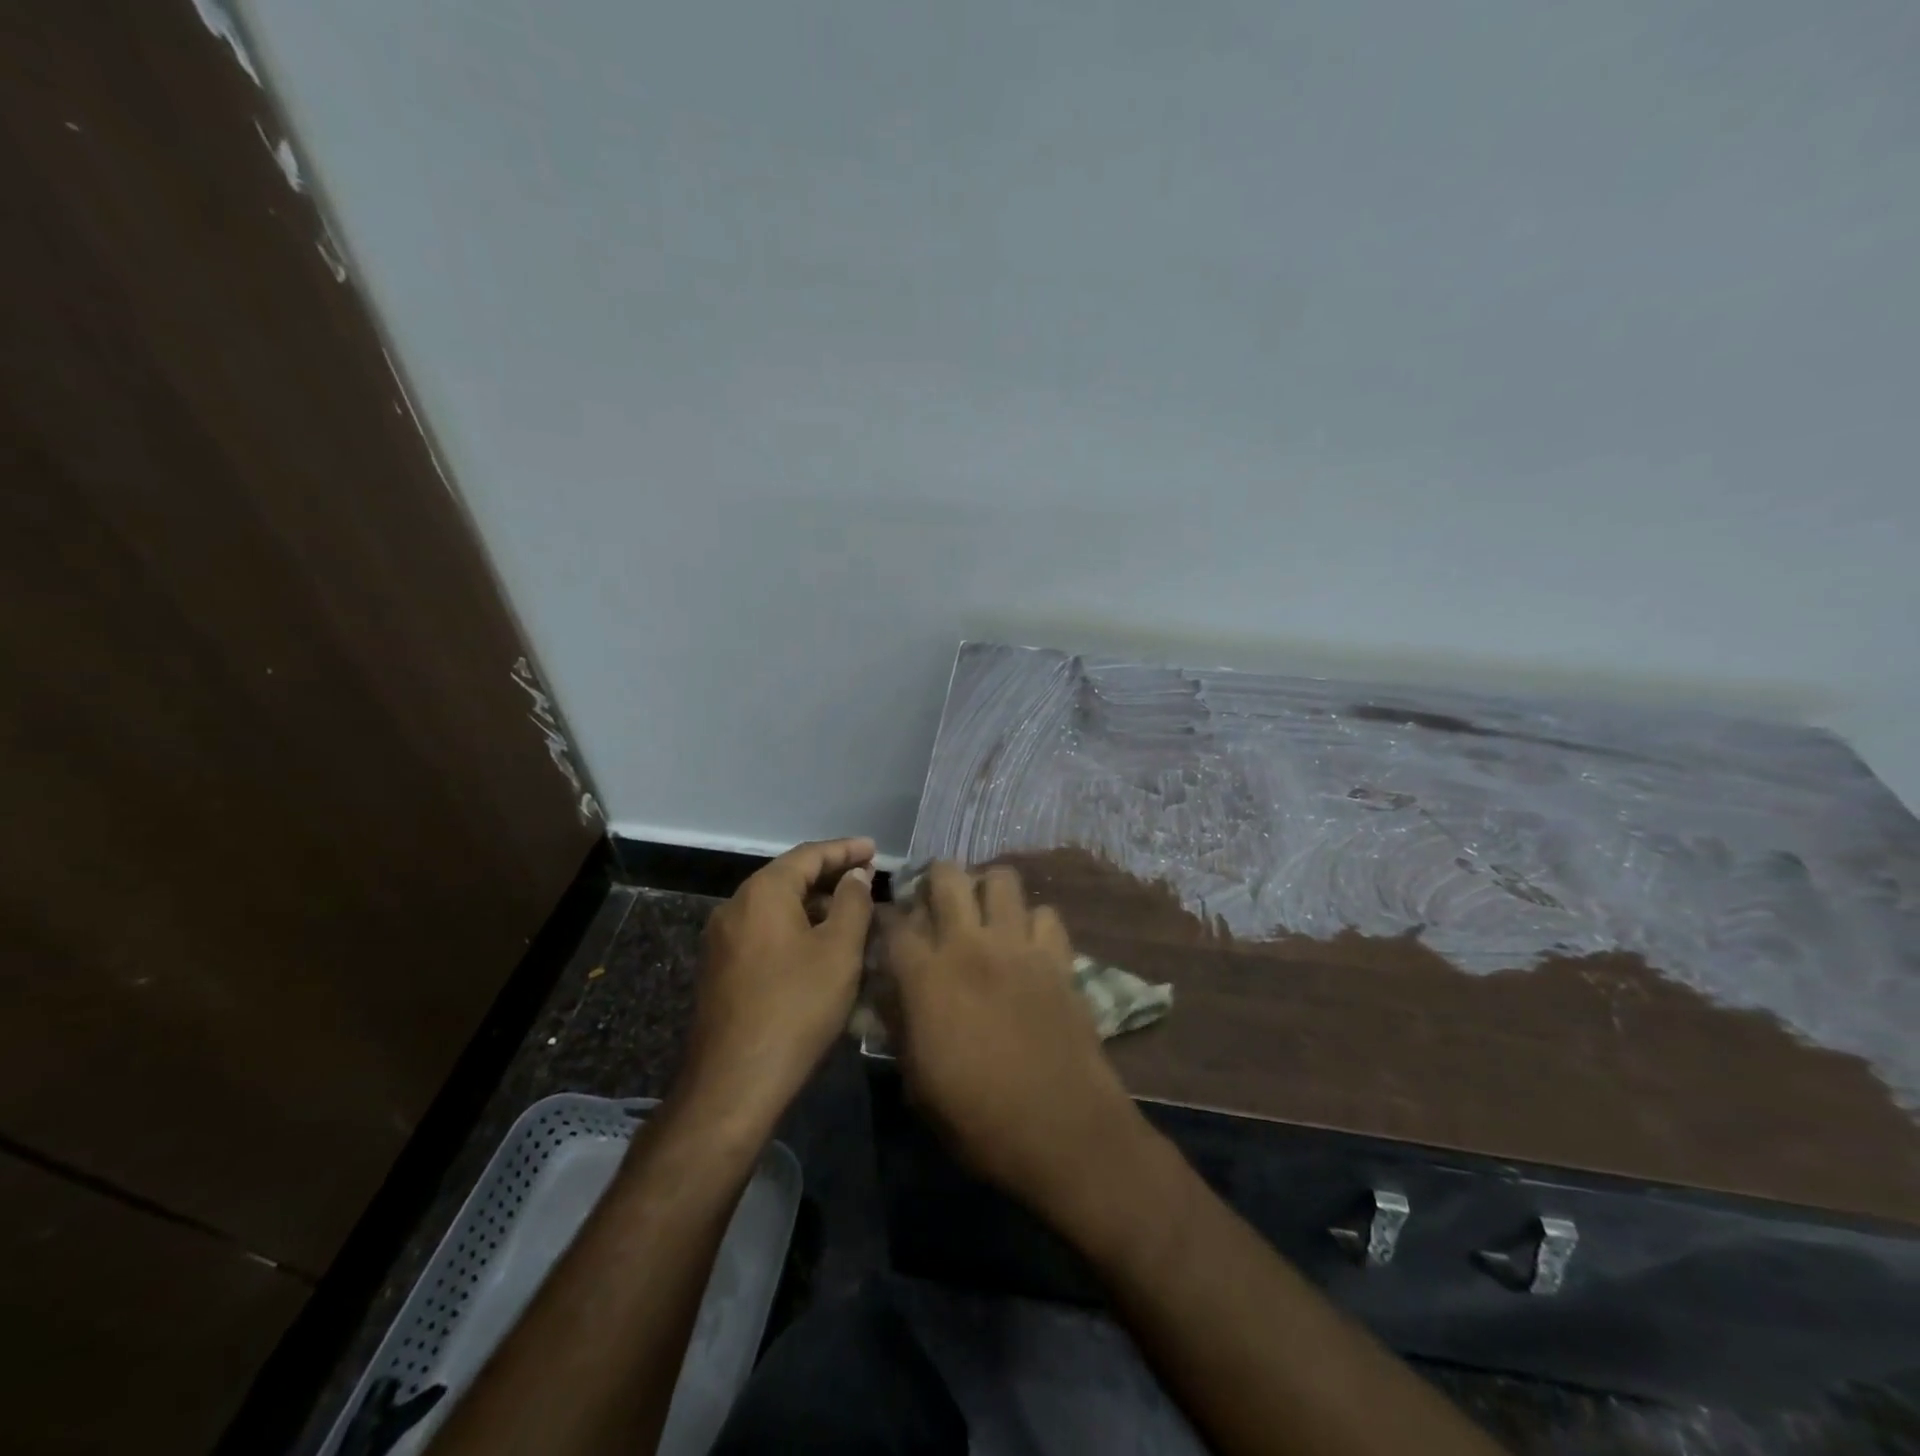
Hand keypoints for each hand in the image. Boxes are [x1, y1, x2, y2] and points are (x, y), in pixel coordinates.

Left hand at [677, 837, 875, 1128]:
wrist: (734, 1082)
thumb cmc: (796, 1007)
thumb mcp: (839, 951)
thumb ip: (853, 903)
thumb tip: (855, 875)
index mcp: (762, 892)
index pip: (809, 855)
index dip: (846, 850)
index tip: (875, 849)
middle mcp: (734, 907)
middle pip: (789, 878)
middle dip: (830, 876)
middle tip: (868, 880)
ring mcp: (722, 940)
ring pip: (775, 907)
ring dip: (814, 905)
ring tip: (851, 913)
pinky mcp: (719, 969)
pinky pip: (764, 932)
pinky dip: (795, 927)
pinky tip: (819, 946)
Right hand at [883, 862, 1144, 1212]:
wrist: (1062, 1130)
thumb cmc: (979, 1119)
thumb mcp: (918, 1084)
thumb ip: (900, 1026)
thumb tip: (890, 992)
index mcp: (927, 977)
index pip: (895, 922)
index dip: (887, 917)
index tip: (888, 925)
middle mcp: (970, 946)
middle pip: (948, 876)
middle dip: (936, 879)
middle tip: (937, 903)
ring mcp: (1019, 946)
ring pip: (1002, 880)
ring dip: (987, 889)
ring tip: (984, 913)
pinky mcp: (1058, 958)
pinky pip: (1046, 914)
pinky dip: (1034, 921)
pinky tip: (1028, 943)